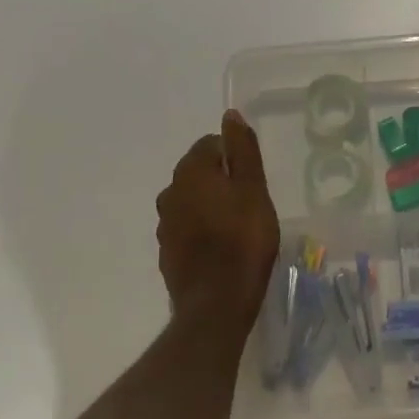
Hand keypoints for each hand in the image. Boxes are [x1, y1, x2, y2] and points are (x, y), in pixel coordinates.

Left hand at [155, 111, 280, 336]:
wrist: (216, 304)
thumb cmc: (243, 239)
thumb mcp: (253, 188)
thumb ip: (242, 149)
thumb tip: (230, 114)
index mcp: (190, 172)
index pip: (211, 144)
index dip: (235, 158)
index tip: (253, 180)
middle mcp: (169, 192)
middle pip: (199, 172)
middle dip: (222, 181)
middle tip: (250, 203)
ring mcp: (164, 225)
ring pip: (192, 201)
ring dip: (211, 206)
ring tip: (238, 227)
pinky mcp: (166, 252)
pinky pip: (187, 228)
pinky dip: (202, 230)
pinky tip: (221, 248)